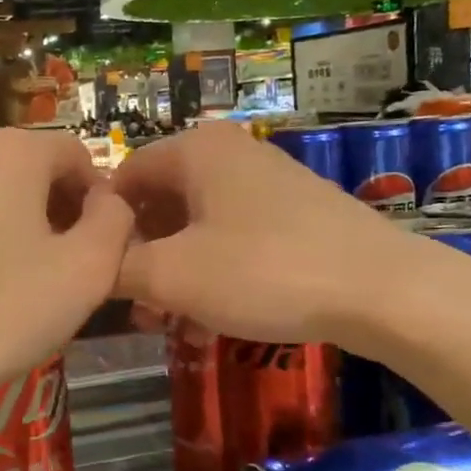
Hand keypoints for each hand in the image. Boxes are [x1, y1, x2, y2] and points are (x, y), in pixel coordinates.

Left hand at [0, 129, 132, 423]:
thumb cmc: (1, 312)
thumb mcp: (88, 270)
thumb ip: (115, 221)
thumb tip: (107, 200)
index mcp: (12, 151)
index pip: (75, 154)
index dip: (96, 196)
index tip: (98, 243)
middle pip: (27, 167)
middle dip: (52, 206)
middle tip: (61, 264)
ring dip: (10, 221)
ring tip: (12, 278)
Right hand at [112, 122, 414, 345]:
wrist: (380, 288)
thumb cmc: (263, 270)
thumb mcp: (173, 275)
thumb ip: (118, 268)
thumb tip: (90, 267)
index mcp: (195, 150)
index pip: (124, 176)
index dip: (103, 225)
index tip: (94, 272)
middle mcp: (228, 153)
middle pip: (161, 200)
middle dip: (141, 255)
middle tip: (131, 305)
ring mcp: (266, 181)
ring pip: (197, 223)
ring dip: (174, 270)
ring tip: (166, 320)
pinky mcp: (293, 212)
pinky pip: (233, 235)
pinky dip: (211, 270)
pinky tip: (209, 317)